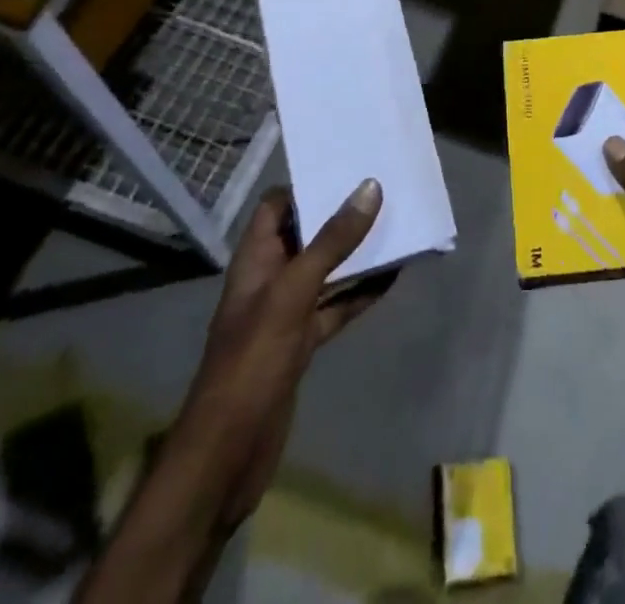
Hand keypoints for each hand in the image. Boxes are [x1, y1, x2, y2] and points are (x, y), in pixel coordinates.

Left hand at [179, 179, 390, 528]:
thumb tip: (369, 187)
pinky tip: (393, 278)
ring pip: (326, 270)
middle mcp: (269, 279)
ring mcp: (286, 314)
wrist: (227, 456)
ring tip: (397, 225)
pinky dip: (361, 292)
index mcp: (255, 259)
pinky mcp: (302, 344)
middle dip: (341, 215)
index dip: (307, 185)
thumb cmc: (252, 362)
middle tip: (384, 189)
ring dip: (356, 252)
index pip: (276, 206)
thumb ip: (331, 242)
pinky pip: (336, 306)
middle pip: (306, 234)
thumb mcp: (293, 293)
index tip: (348, 167)